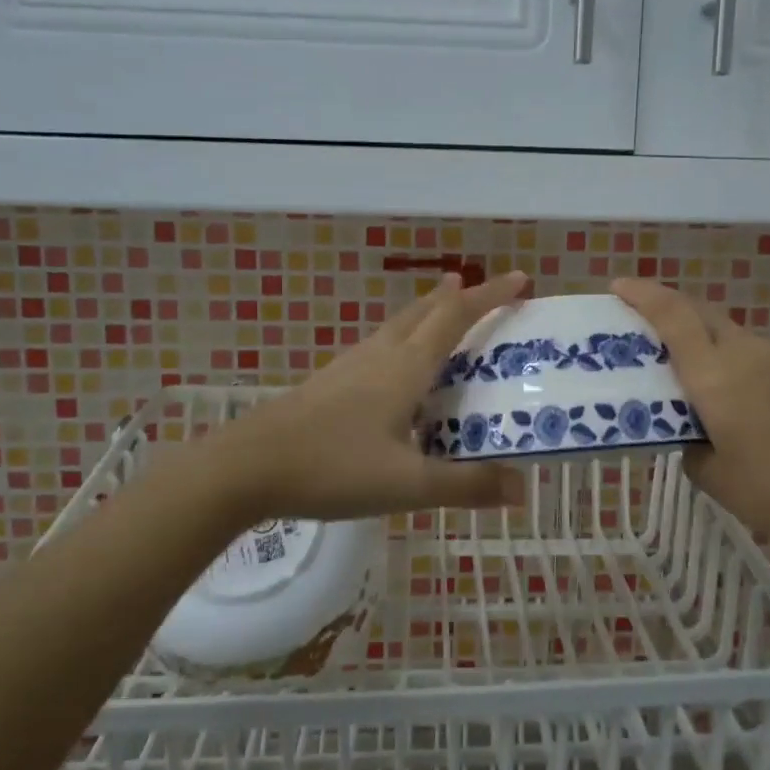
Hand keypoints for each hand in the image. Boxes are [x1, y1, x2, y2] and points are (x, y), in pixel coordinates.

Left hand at [202, 271, 530, 522]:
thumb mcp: (407, 485)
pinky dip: (404, 340)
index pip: (456, 317)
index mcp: (405, 367)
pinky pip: (380, 347)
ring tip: (445, 315)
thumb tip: (522, 488)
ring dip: (428, 314)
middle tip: (484, 291)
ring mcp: (350, 365)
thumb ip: (467, 485)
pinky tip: (397, 369)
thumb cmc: (333, 467)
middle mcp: (380, 355)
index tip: (521, 281)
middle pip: (425, 311)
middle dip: (459, 297)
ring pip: (399, 326)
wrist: (247, 466)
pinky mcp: (329, 382)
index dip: (490, 296)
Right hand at [613, 277, 769, 575]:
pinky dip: (739, 364)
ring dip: (707, 342)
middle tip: (647, 330)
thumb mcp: (713, 477)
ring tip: (696, 378)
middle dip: (671, 312)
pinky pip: (760, 356)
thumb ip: (690, 444)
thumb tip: (692, 433)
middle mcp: (747, 352)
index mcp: (715, 374)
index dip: (643, 294)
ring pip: (733, 335)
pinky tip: (745, 402)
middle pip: (702, 314)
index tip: (618, 285)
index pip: (673, 315)